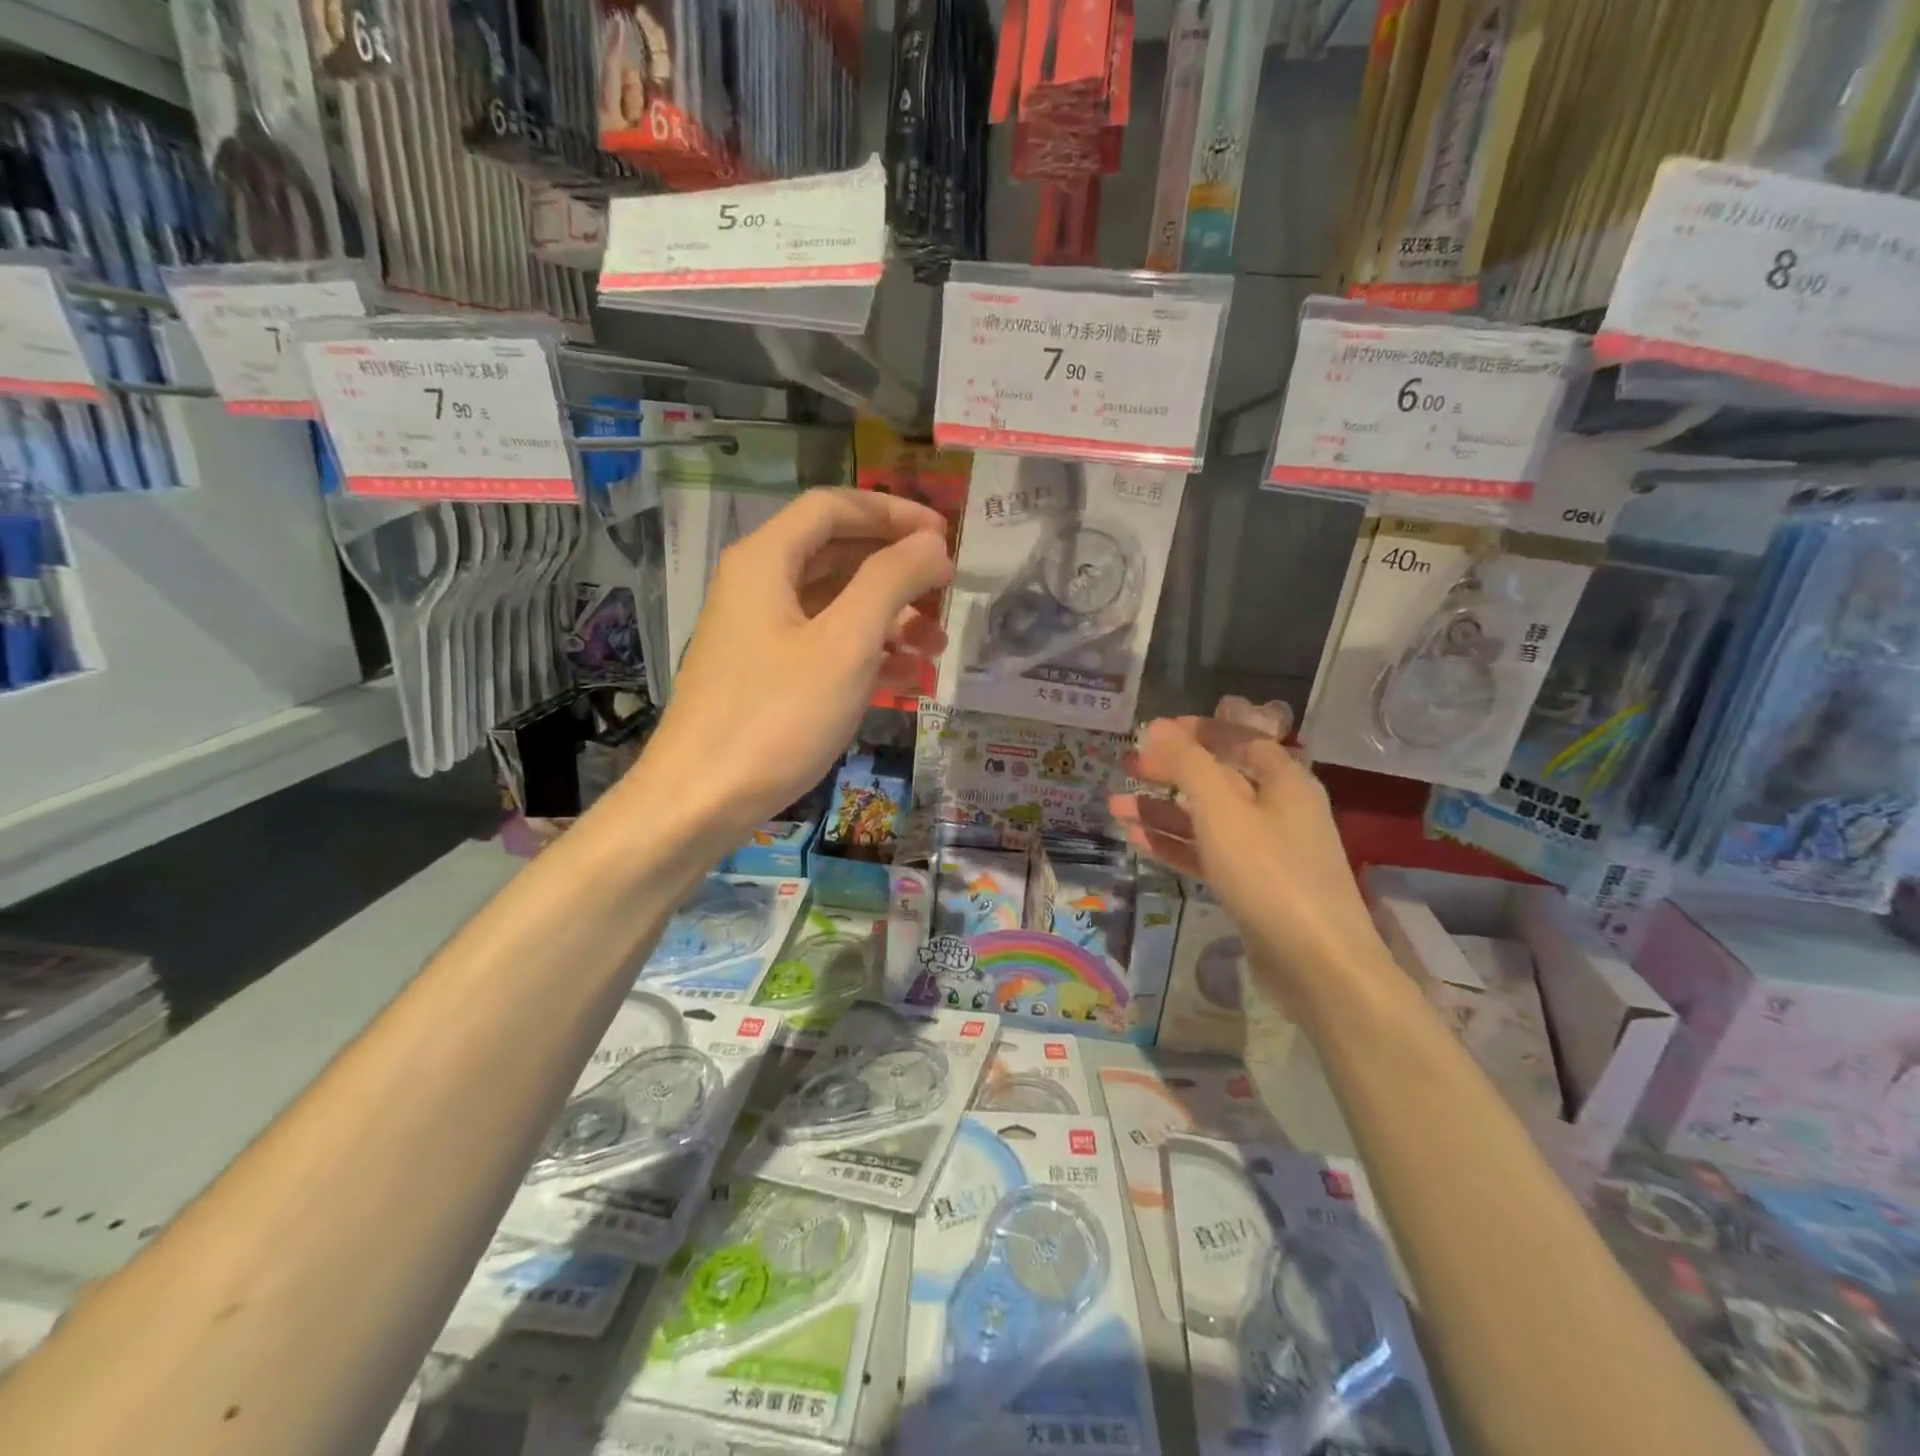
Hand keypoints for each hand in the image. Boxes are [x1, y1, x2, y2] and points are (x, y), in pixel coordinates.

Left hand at [640, 488, 951, 833]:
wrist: (700, 801)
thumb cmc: (776, 716)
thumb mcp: (846, 644)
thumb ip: (891, 581)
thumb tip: (932, 543)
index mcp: (766, 560)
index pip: (835, 507)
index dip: (894, 513)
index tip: (945, 537)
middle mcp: (758, 585)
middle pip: (838, 555)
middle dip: (897, 572)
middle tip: (946, 592)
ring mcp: (760, 633)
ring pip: (835, 605)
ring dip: (890, 619)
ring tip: (936, 648)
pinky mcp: (765, 675)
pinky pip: (824, 646)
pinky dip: (866, 655)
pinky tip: (906, 681)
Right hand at [1109, 716, 1381, 1001]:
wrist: (1316, 965)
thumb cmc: (1269, 873)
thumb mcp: (1222, 810)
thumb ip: (1188, 764)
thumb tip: (1158, 728)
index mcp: (1284, 781)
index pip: (1240, 738)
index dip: (1198, 730)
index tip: (1154, 729)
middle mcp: (1278, 810)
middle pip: (1218, 778)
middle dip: (1171, 771)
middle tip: (1127, 766)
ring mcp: (1265, 851)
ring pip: (1206, 819)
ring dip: (1162, 810)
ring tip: (1115, 806)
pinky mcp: (1251, 887)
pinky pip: (1206, 853)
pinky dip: (1174, 843)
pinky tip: (1137, 839)